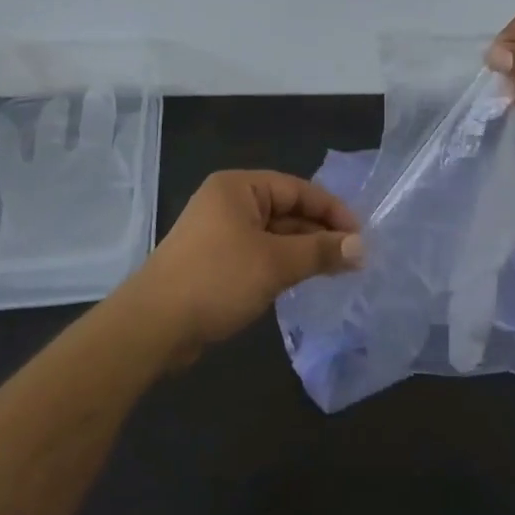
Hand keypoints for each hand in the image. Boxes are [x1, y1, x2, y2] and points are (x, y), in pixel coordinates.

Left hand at [118, 170, 361, 363]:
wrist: (153, 326)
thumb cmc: (216, 280)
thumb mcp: (275, 263)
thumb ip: (320, 251)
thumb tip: (362, 247)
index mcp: (238, 187)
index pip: (297, 189)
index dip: (332, 210)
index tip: (361, 235)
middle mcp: (228, 202)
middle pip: (286, 210)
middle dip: (320, 232)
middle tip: (354, 258)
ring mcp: (219, 233)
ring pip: (274, 235)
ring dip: (304, 251)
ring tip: (337, 271)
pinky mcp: (215, 262)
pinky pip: (259, 254)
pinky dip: (283, 265)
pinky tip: (304, 281)